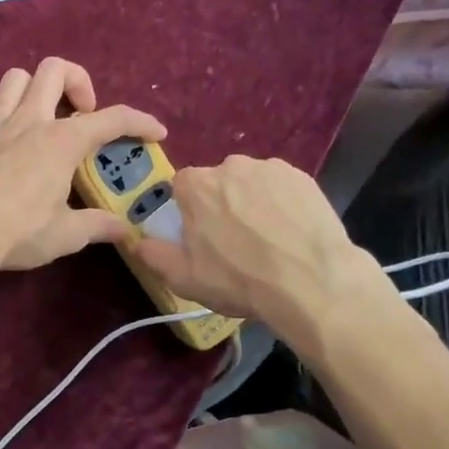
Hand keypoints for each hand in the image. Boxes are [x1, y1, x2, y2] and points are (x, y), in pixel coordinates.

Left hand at [0, 57, 165, 272]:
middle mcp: (29, 120)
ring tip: (38, 117)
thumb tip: (126, 230)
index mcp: (62, 141)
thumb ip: (98, 226)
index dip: (140, 121)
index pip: (112, 119)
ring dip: (33, 89)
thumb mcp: (67, 235)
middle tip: (80, 113)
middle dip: (77, 82)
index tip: (156, 132)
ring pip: (15, 77)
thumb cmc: (18, 233)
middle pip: (55, 69)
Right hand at [132, 156, 389, 339]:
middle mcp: (231, 165)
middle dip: (222, 204)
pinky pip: (282, 187)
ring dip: (253, 202)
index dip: (189, 210)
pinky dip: (282, 203)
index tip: (201, 235)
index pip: (182, 186)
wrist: (312, 282)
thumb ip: (153, 254)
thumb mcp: (184, 278)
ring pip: (251, 183)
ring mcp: (270, 169)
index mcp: (197, 185)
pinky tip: (292, 232)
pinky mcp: (303, 177)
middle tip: (236, 241)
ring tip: (269, 239)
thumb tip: (136, 241)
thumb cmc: (239, 280)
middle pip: (218, 182)